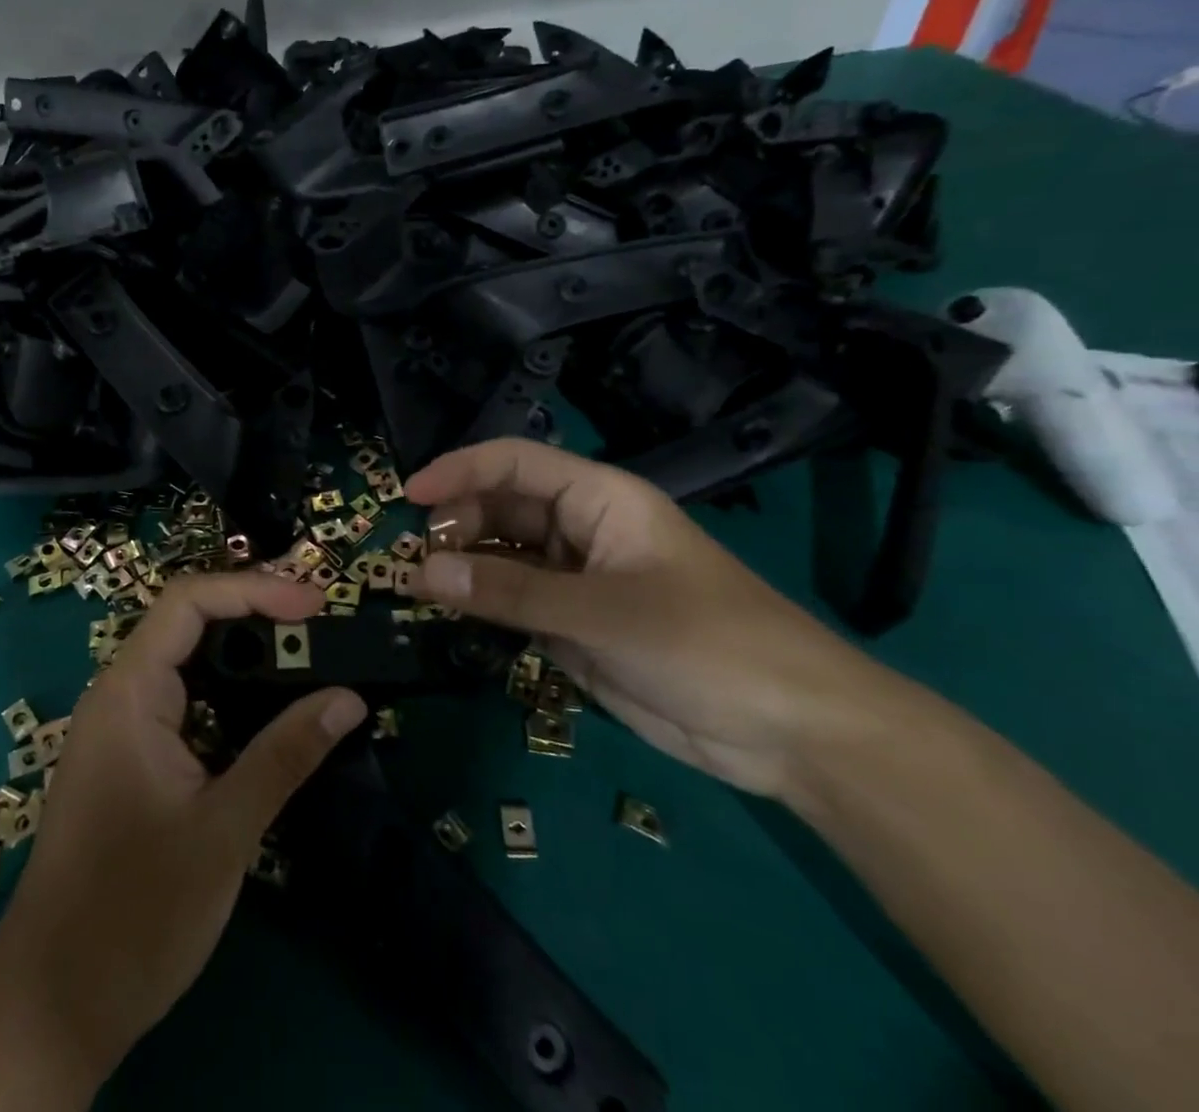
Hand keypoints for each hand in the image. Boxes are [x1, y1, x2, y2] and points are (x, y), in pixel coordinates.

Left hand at [0, 572, 367, 1082]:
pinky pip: (186, 701)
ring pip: (188, 663)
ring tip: (309, 658)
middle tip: (321, 627)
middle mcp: (120, 694)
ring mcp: (123, 727)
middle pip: (189, 623)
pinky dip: (231, 694)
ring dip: (247, 655)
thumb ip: (285, 755)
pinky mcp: (132, 758)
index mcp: (128, 692)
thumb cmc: (134, 912)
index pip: (189, 602)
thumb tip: (348, 697)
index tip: (315, 604)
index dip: (253, 590)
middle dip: (256, 614)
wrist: (56, 1003)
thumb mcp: (223, 830)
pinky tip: (271, 711)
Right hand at [406, 438, 901, 801]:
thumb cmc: (708, 645)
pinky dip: (479, 602)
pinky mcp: (572, 625)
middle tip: (407, 557)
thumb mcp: (604, 614)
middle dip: (452, 523)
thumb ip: (510, 592)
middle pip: (500, 507)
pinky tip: (446, 612)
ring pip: (501, 555)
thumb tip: (421, 571)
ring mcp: (575, 579)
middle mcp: (580, 530)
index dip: (459, 470)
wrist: (791, 733)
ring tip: (414, 585)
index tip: (407, 495)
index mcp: (599, 499)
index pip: (515, 464)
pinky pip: (512, 600)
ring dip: (459, 565)